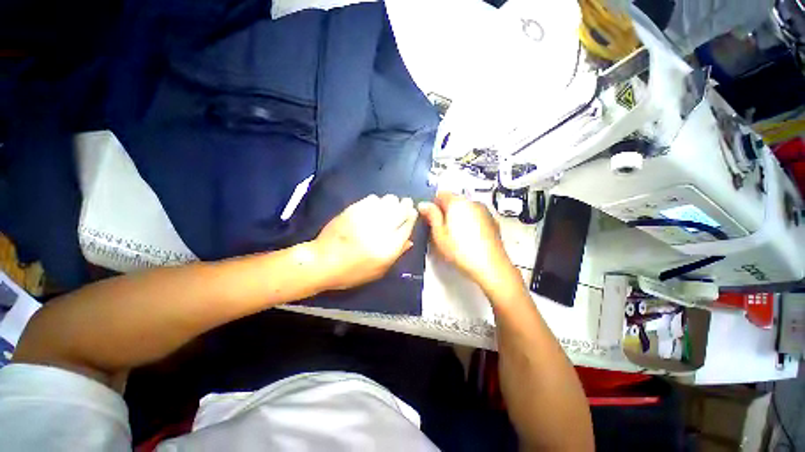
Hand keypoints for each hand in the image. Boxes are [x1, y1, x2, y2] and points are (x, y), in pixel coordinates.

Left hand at [313, 194, 417, 290]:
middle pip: (401, 210)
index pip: (407, 226)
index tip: (412, 212)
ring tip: (390, 205)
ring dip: (392, 202)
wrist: (322, 262)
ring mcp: (366, 218)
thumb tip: (410, 240)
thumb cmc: (352, 272)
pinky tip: (375, 205)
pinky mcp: (353, 210)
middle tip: (405, 204)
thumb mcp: (378, 271)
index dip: (412, 216)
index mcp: (388, 248)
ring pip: (388, 201)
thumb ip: (396, 255)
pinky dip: (377, 201)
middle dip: (406, 205)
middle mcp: (380, 230)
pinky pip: (372, 199)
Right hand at [418, 191, 514, 290]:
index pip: (441, 194)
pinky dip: (470, 222)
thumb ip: (431, 216)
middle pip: (454, 200)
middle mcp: (473, 202)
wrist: (490, 266)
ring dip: (458, 217)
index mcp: (458, 203)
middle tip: (441, 229)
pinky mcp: (492, 221)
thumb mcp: (439, 234)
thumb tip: (424, 205)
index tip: (430, 217)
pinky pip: (476, 216)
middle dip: (446, 211)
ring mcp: (484, 211)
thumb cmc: (462, 251)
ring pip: (465, 208)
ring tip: (455, 236)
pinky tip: (467, 238)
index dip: (433, 205)